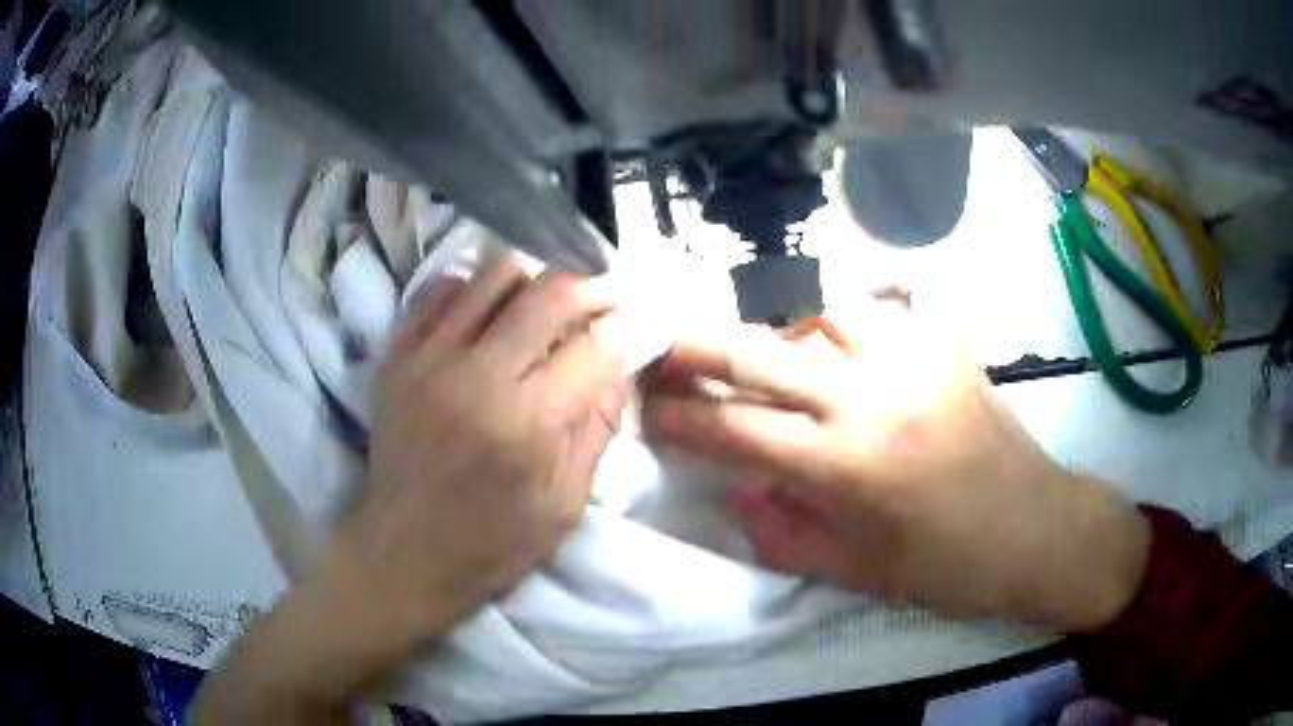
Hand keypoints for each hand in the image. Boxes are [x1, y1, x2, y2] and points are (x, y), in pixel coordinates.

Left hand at [192, 252, 628, 723]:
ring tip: (544, 309)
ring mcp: (427, 357)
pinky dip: (477, 291)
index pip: (597, 345)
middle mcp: (475, 377)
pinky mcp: (396, 353)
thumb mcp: (566, 502)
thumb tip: (623, 357)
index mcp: (526, 425)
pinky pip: (444, 287)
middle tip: (604, 302)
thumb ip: (597, 424)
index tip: (641, 322)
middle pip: (552, 291)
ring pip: (498, 272)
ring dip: (535, 282)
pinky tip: (488, 320)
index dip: (630, 326)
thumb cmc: (493, 542)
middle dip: (593, 289)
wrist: (402, 550)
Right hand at [642, 297, 1148, 631]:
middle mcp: (872, 397)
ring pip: (827, 312)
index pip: (738, 432)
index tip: (650, 409)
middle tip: (665, 344)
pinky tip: (867, 290)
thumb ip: (786, 537)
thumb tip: (736, 494)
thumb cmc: (950, 568)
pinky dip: (887, 282)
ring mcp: (917, 360)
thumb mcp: (861, 573)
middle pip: (765, 353)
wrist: (1038, 533)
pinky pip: (916, 293)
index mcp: (846, 465)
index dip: (685, 420)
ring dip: (785, 325)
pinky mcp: (955, 348)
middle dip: (700, 347)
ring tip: (769, 345)